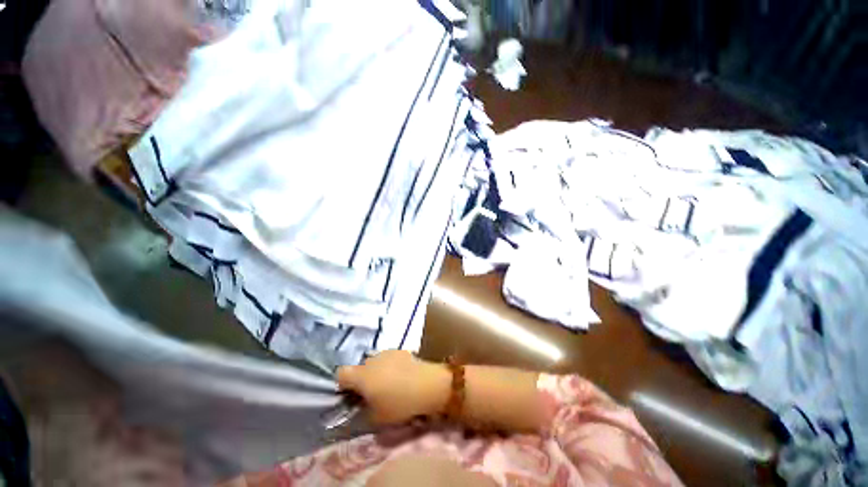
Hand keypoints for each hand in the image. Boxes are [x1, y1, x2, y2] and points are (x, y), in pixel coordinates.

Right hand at [337, 351, 449, 424]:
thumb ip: (364, 410)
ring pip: (375, 362)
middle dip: (362, 379)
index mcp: (361, 375)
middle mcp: (371, 360)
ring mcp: (387, 352)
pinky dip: (390, 366)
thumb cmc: (399, 403)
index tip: (351, 395)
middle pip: (359, 367)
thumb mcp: (377, 417)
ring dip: (377, 371)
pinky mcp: (400, 350)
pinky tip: (401, 376)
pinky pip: (388, 358)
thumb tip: (362, 404)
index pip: (340, 374)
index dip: (343, 384)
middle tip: (371, 393)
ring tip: (389, 384)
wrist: (426, 384)